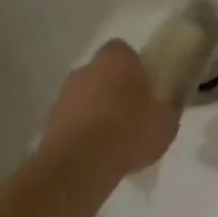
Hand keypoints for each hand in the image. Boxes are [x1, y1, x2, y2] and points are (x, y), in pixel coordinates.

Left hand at [42, 41, 180, 174]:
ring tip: (115, 137)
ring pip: (86, 96)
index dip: (135, 66)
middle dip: (115, 88)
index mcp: (116, 60)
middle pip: (103, 72)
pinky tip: (98, 151)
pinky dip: (84, 130)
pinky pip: (74, 120)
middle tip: (133, 111)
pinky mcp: (50, 121)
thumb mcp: (167, 121)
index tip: (146, 86)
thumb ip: (167, 106)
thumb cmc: (129, 132)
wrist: (80, 165)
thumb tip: (166, 101)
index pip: (124, 51)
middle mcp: (86, 69)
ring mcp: (64, 95)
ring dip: (98, 110)